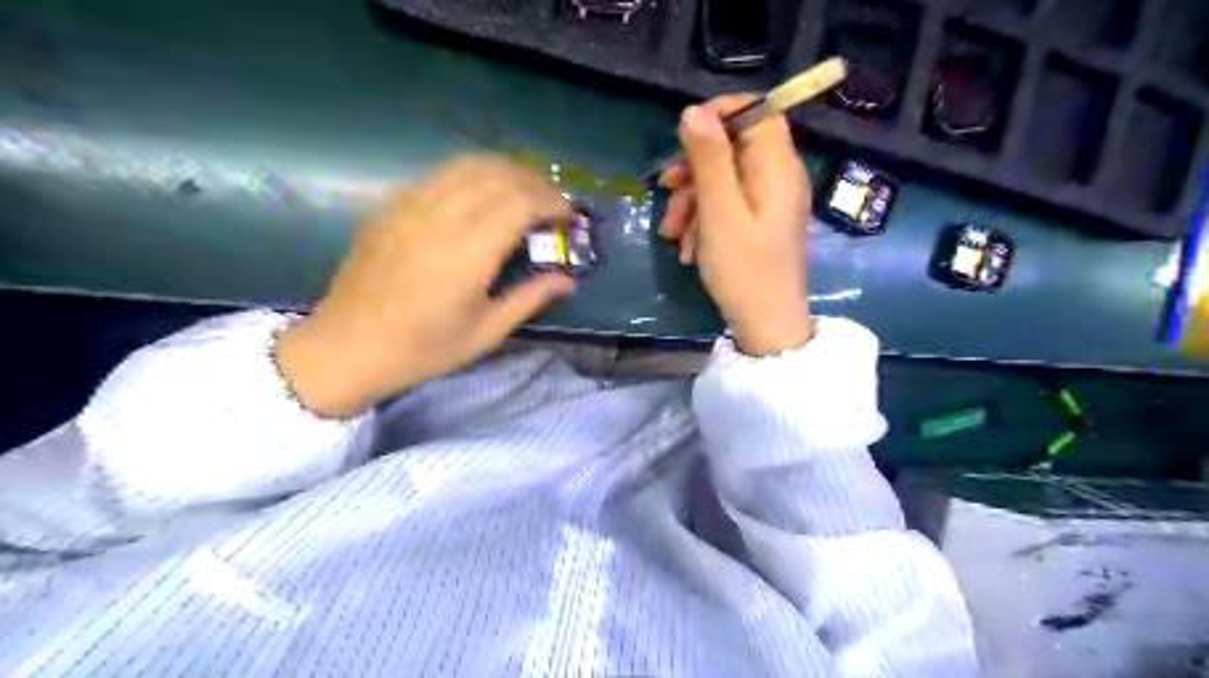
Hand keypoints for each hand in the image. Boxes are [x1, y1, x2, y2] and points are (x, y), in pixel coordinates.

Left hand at [276, 155, 571, 418]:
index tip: (568, 217)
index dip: (551, 202)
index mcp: (468, 252)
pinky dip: (470, 174)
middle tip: (552, 204)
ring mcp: (410, 206)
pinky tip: (478, 194)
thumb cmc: (422, 349)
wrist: (347, 347)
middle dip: (534, 182)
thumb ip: (529, 299)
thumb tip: (567, 281)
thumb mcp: (485, 333)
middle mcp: (440, 217)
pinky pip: (438, 174)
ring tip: (522, 191)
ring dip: (504, 171)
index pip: (520, 202)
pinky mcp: (390, 207)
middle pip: (498, 175)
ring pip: (466, 165)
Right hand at [657, 95, 817, 357]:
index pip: (759, 113)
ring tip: (671, 233)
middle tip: (665, 189)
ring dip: (691, 200)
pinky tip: (685, 248)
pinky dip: (702, 220)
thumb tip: (693, 111)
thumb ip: (709, 160)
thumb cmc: (744, 271)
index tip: (685, 134)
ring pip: (723, 180)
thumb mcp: (720, 213)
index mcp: (778, 169)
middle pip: (733, 149)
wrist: (765, 327)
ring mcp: (766, 204)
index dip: (722, 114)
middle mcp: (777, 179)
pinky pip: (725, 206)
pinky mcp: (756, 224)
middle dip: (694, 168)